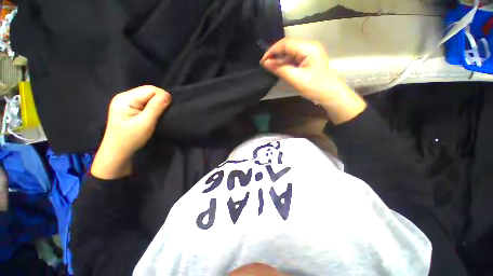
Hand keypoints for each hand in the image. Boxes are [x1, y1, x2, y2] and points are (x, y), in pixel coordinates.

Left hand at [91, 86, 170, 178]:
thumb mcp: (145, 123)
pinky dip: (153, 107)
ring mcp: (126, 102)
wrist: (118, 152)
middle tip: (164, 114)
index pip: (150, 90)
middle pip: (149, 92)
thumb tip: (168, 95)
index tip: (168, 110)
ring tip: (159, 115)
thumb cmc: (130, 139)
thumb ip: (156, 108)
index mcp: (125, 98)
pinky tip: (153, 114)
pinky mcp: (129, 108)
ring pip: (148, 97)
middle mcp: (125, 97)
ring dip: (157, 104)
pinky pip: (146, 102)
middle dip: (160, 100)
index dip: (162, 97)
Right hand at [260, 38, 365, 124]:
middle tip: (265, 66)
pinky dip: (285, 63)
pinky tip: (279, 68)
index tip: (263, 62)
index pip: (286, 43)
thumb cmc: (315, 87)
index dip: (272, 51)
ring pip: (290, 52)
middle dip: (275, 55)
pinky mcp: (308, 59)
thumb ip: (280, 69)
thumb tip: (266, 63)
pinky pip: (294, 58)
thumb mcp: (296, 79)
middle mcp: (309, 46)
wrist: (330, 94)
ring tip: (270, 68)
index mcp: (308, 48)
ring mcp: (309, 52)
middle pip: (287, 46)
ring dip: (280, 60)